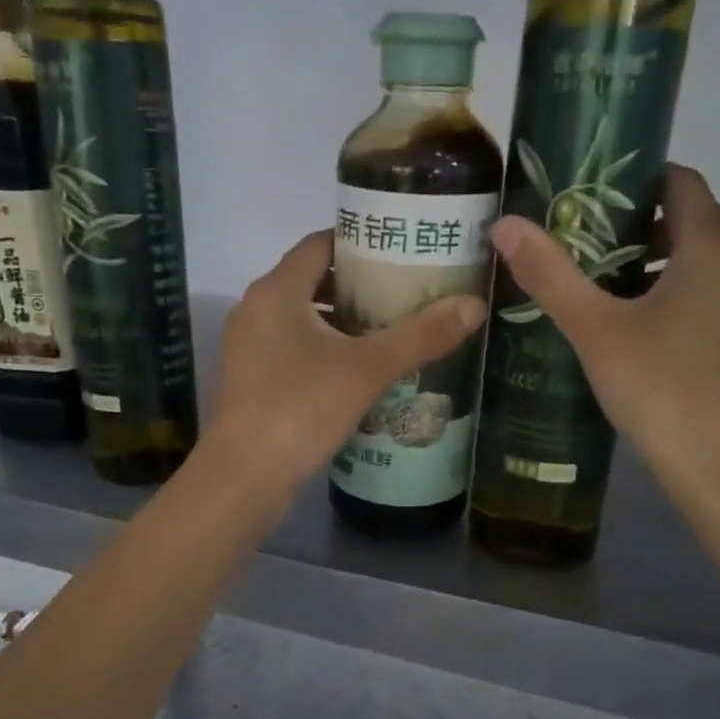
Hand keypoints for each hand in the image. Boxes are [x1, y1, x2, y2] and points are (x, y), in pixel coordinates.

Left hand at [208, 230, 486, 490]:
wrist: (244, 477)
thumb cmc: (301, 409)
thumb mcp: (368, 369)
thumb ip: (421, 336)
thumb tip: (475, 305)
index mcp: (276, 290)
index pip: (321, 243)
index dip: (362, 241)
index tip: (401, 252)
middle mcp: (255, 309)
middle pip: (312, 279)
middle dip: (359, 284)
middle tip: (406, 292)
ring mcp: (248, 346)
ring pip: (302, 317)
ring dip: (342, 320)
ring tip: (390, 330)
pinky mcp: (250, 379)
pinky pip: (292, 347)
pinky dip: (324, 348)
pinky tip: (358, 370)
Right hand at [489, 164, 719, 508]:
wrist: (716, 463)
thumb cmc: (656, 385)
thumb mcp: (593, 327)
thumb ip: (549, 274)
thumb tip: (504, 225)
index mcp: (711, 247)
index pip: (682, 182)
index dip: (637, 180)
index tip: (590, 197)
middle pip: (692, 221)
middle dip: (639, 225)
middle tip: (583, 244)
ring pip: (702, 264)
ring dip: (657, 263)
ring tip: (603, 287)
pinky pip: (709, 298)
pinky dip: (675, 296)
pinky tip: (636, 331)